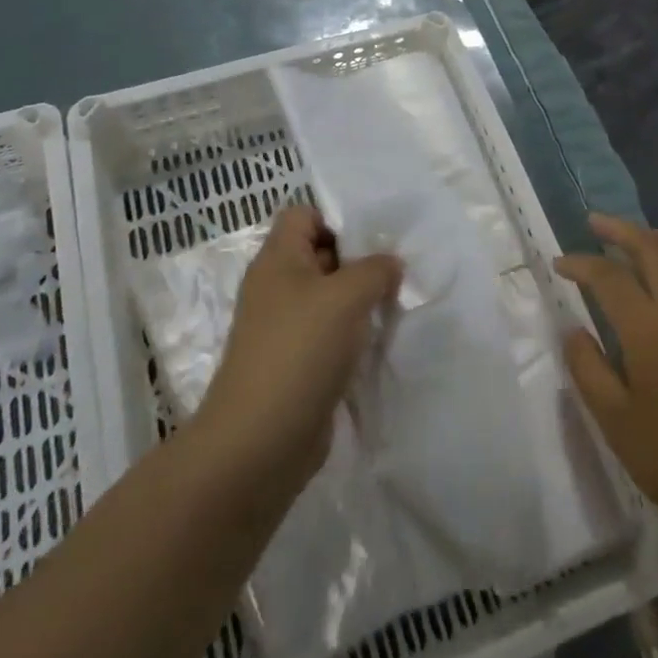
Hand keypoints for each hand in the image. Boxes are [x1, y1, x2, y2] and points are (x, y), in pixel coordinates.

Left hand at [193, 204, 401, 500]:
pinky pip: (329, 334)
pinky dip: (352, 335)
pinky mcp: (296, 363)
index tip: (375, 240)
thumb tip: (390, 264)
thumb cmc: (300, 351)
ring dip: (360, 300)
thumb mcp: (347, 296)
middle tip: (398, 270)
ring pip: (329, 297)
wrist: (259, 442)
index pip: (304, 215)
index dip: (337, 219)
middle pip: (320, 254)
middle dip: (359, 259)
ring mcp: (284, 328)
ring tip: (395, 305)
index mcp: (278, 259)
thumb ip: (375, 269)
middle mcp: (277, 287)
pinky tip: (380, 342)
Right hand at [557, 214, 657, 554]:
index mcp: (652, 331)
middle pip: (650, 247)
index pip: (609, 277)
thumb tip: (572, 328)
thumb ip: (586, 367)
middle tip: (593, 223)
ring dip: (650, 236)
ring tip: (627, 236)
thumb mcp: (614, 421)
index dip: (580, 264)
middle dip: (618, 230)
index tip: (559, 265)